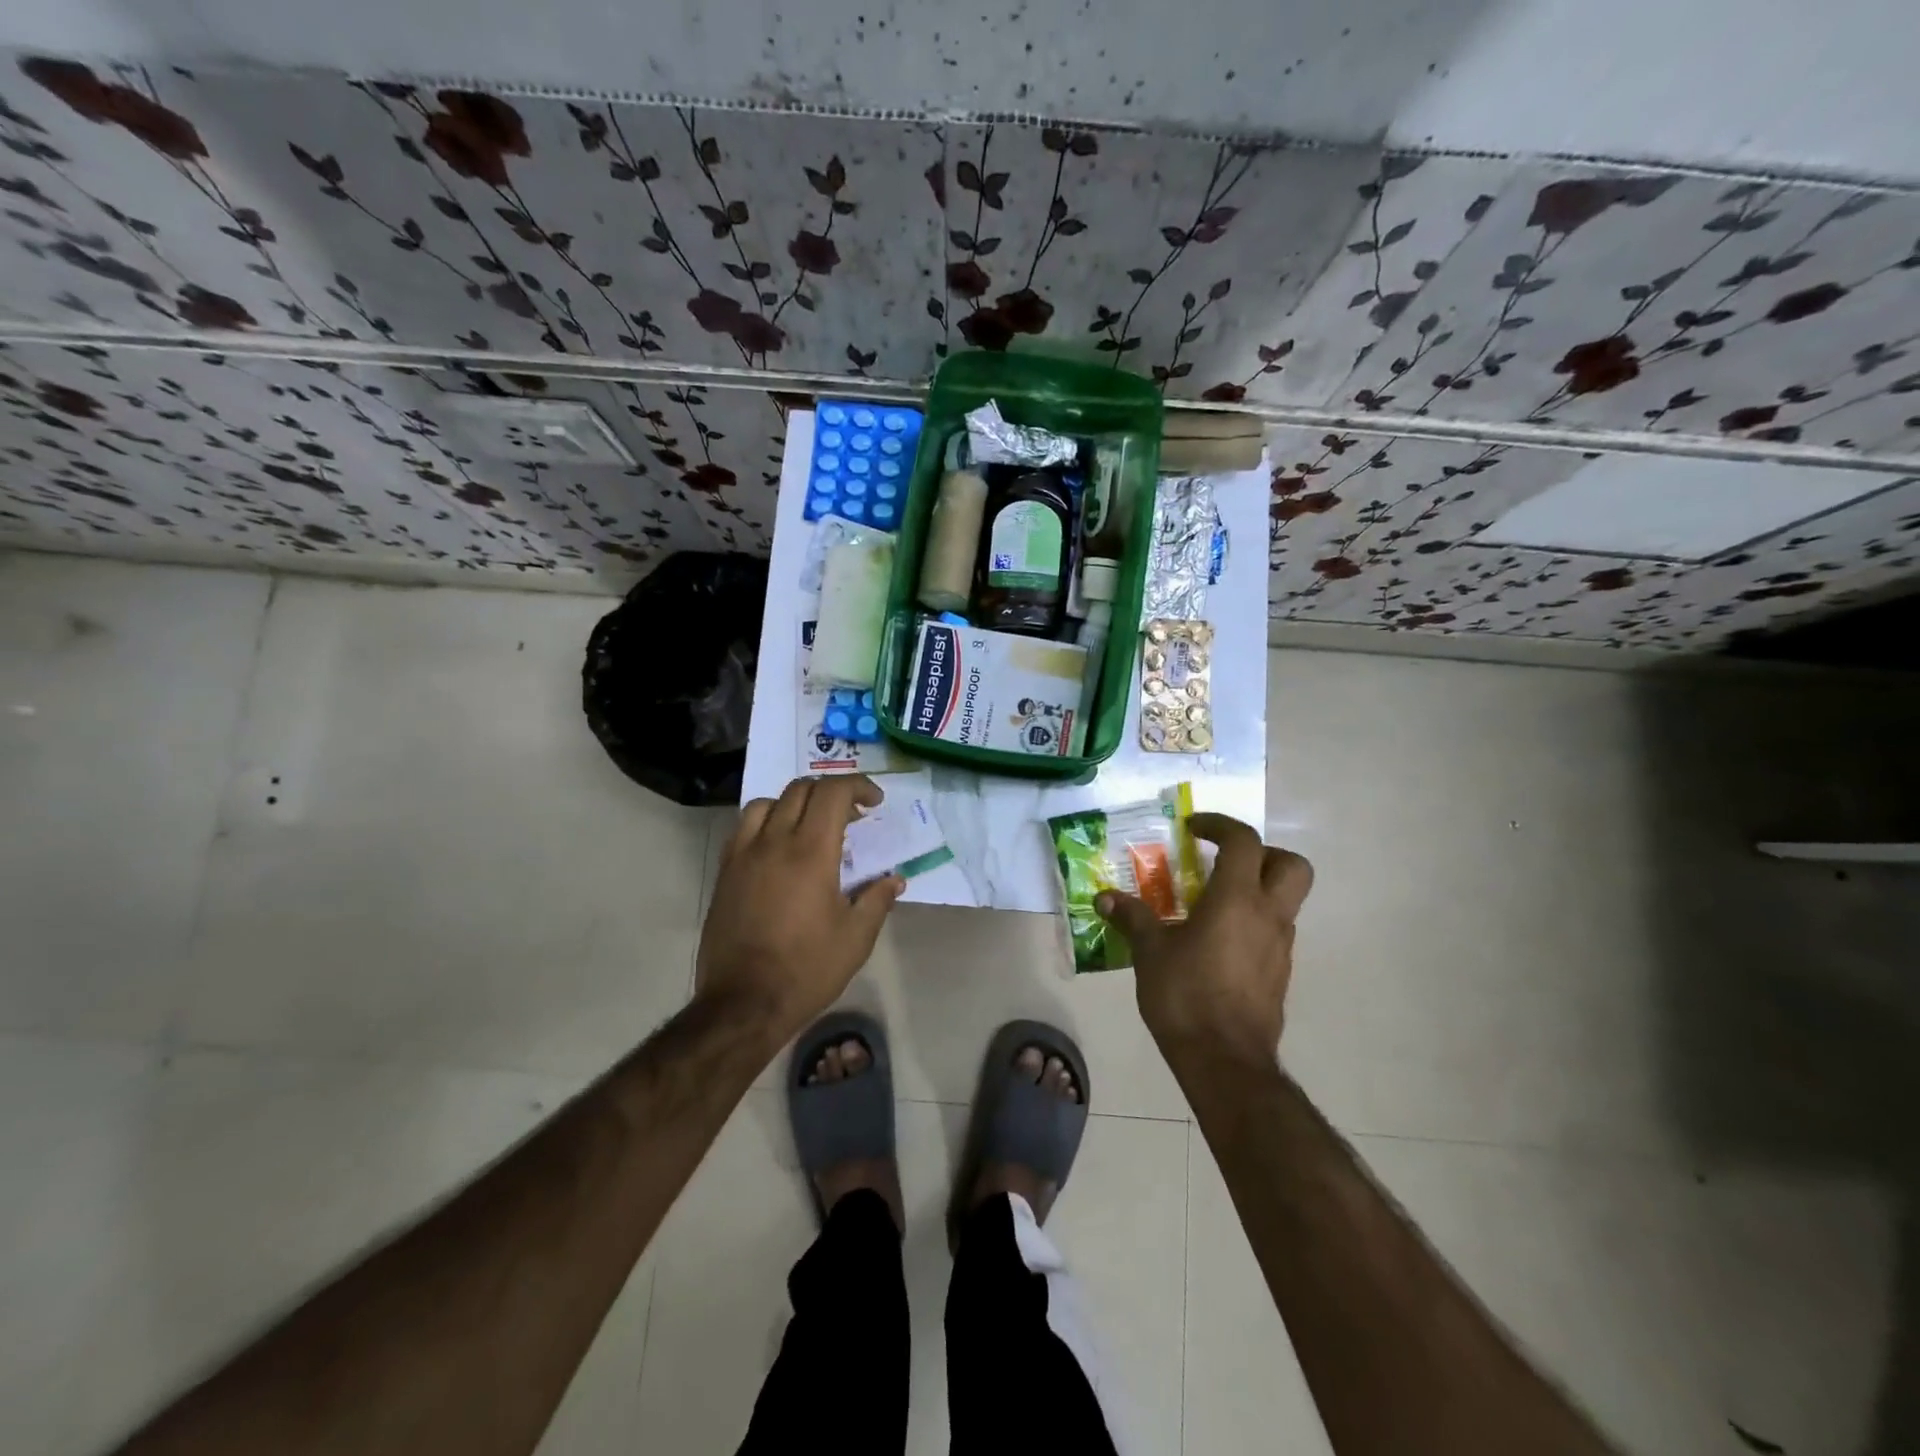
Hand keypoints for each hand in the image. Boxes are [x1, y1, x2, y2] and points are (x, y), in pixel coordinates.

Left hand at [697, 775, 903, 1043]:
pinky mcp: (725, 872)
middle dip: (831, 793)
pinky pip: (743, 828)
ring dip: (795, 803)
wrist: (744, 1002)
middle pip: (801, 790)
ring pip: (767, 802)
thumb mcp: (856, 938)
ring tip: (810, 826)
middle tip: (851, 816)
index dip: (858, 787)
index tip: (874, 802)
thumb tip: (894, 879)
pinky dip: (766, 822)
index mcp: (811, 852)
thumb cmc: (807, 969)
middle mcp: (774, 842)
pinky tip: (778, 848)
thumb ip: (877, 900)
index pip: (833, 793)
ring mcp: (744, 855)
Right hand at [1097, 813, 1311, 1065]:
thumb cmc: (1185, 995)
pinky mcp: (1280, 973)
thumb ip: (1132, 918)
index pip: (1244, 841)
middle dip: (1263, 853)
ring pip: (1286, 900)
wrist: (1225, 1061)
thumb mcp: (1150, 951)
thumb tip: (1104, 898)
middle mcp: (1268, 916)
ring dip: (1256, 889)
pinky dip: (1252, 922)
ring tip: (1211, 904)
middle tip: (1225, 862)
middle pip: (1292, 865)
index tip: (1192, 829)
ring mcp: (1280, 946)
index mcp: (1237, 900)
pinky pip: (1273, 931)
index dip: (1219, 825)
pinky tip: (1217, 941)